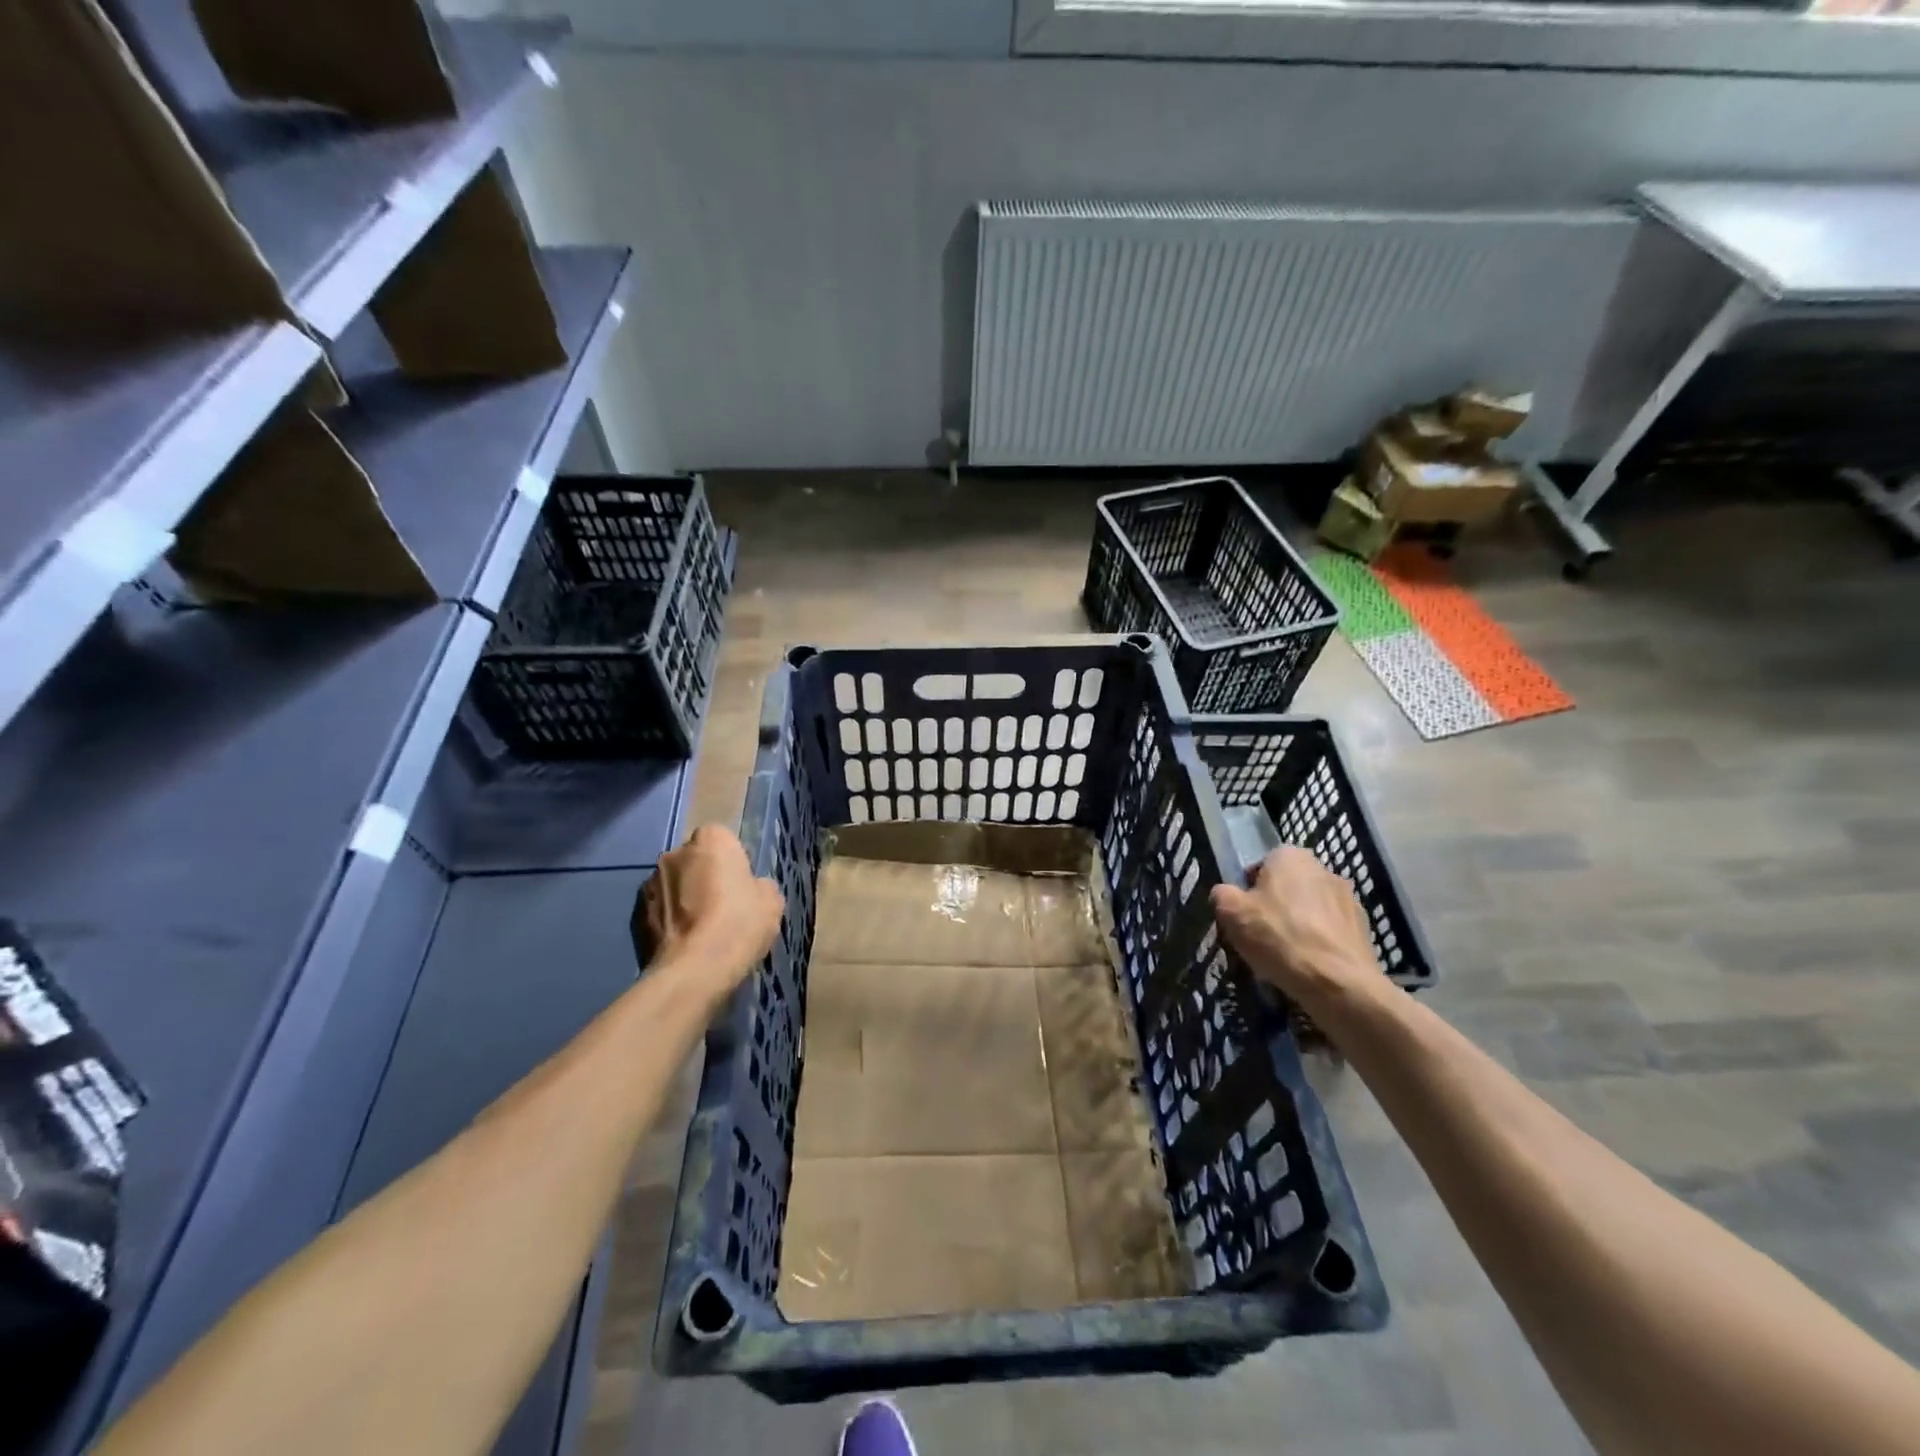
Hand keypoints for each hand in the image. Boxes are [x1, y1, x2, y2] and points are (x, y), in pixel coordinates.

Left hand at [636, 825, 783, 1002]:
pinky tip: (685, 942)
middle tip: (722, 906)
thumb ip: (759, 885)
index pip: (722, 839)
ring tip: (700, 929)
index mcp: (711, 840)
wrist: (695, 970)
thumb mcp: (771, 901)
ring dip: (684, 898)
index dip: (733, 861)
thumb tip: (751, 888)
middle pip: (694, 860)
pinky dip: (669, 920)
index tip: (741, 885)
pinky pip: (660, 910)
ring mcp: (650, 882)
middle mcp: (675, 853)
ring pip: (674, 884)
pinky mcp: (636, 913)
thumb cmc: (739, 924)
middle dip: (704, 876)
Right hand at [1210, 847, 1384, 1013]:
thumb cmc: (1278, 937)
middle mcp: (1323, 869)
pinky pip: (1330, 932)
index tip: (1243, 917)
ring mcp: (1349, 899)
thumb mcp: (1231, 913)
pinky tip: (1308, 967)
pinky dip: (1319, 944)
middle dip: (1275, 907)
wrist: (1338, 983)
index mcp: (1290, 856)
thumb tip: (1225, 894)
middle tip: (1261, 936)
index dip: (1247, 892)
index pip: (1260, 866)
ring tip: (1285, 957)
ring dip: (1298, 925)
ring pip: (1310, 910)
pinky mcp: (1364, 929)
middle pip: (1287, 887)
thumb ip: (1222, 894)